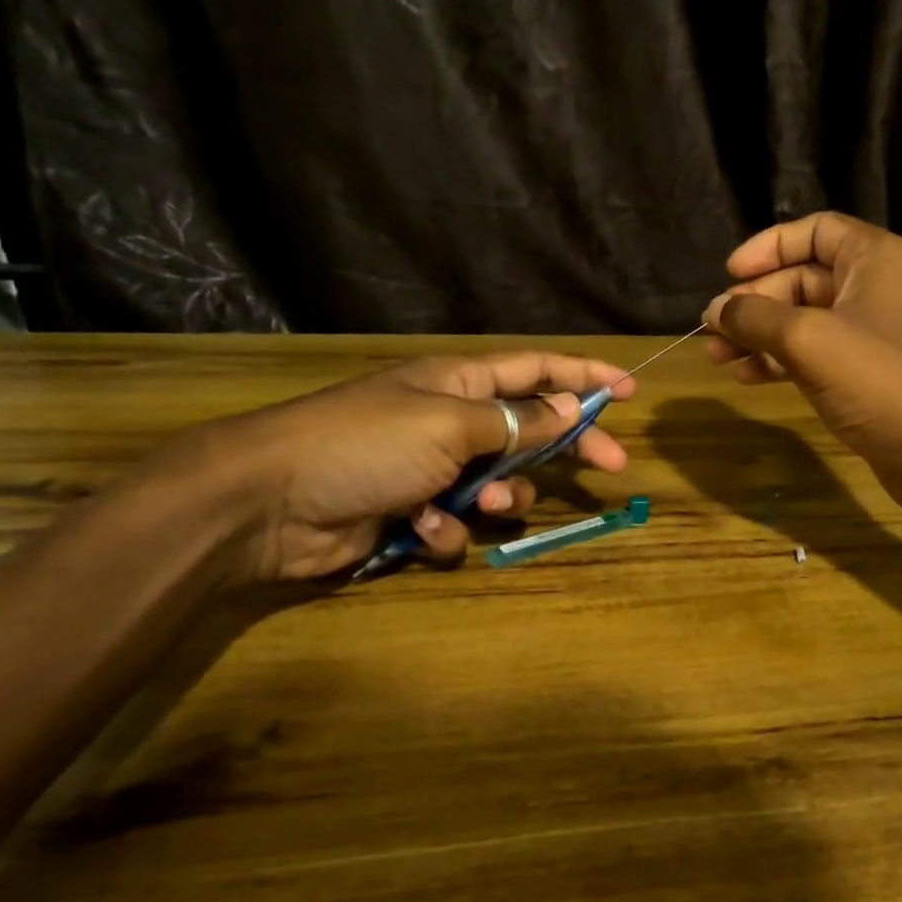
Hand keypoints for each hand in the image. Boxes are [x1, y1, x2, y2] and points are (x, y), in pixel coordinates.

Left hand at [159, 352, 632, 583]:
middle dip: (567, 447)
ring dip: (499, 499)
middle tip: (612, 465)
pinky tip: (419, 528)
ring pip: (498, 487)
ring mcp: (432, 471)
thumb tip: (569, 407)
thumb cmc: (366, 443)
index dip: (583, 377)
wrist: (272, 502)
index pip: (536, 370)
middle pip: (530, 431)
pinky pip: (456, 526)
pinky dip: (445, 531)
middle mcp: (452, 423)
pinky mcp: (413, 515)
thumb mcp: (450, 423)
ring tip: (477, 504)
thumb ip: (515, 421)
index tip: (628, 390)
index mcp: (460, 384)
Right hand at [703, 213, 901, 524]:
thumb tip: (714, 310)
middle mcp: (875, 287)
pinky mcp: (864, 372)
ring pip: (802, 320)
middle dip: (754, 303)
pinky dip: (779, 360)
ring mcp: (870, 332)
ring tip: (717, 358)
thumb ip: (755, 317)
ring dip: (759, 335)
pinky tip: (747, 376)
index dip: (768, 247)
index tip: (729, 274)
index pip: (814, 231)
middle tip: (712, 328)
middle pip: (801, 279)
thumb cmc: (878, 380)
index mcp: (875, 259)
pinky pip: (812, 353)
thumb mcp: (807, 339)